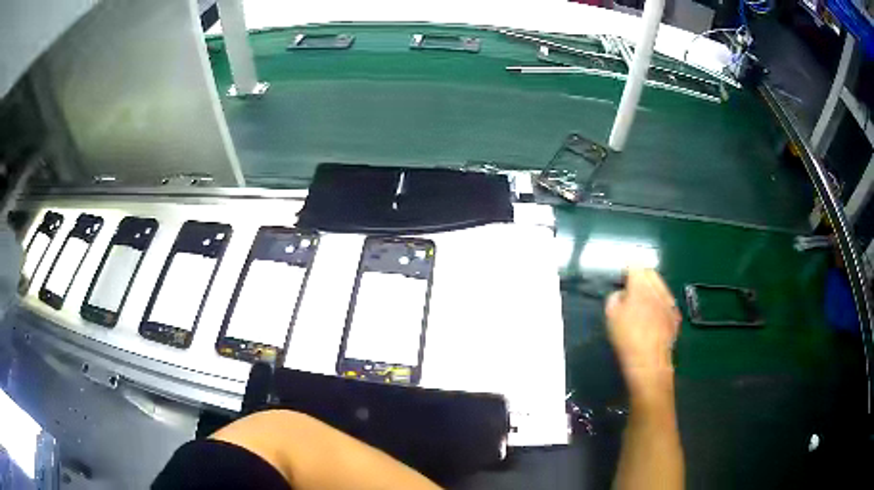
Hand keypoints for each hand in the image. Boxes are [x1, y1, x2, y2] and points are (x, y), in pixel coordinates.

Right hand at [606, 269, 680, 391]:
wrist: (649, 362)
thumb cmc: (626, 339)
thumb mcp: (611, 316)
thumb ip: (615, 298)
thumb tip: (621, 294)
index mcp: (640, 286)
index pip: (635, 266)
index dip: (628, 266)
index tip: (622, 272)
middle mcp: (658, 289)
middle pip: (651, 272)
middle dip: (641, 274)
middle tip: (631, 284)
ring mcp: (669, 302)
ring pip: (661, 286)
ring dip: (652, 288)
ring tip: (643, 300)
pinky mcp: (676, 315)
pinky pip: (667, 301)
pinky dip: (660, 302)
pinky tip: (654, 315)